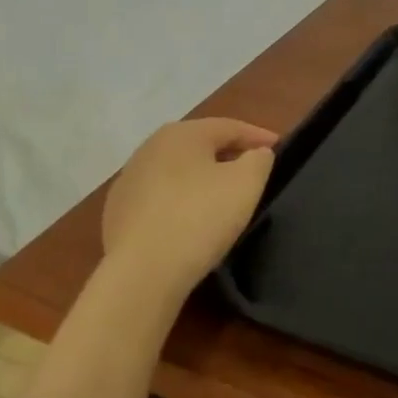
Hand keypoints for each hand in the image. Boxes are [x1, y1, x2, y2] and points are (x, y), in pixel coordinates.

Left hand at [101, 117, 278, 297]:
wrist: (141, 271)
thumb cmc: (199, 218)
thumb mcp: (245, 185)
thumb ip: (258, 160)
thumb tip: (256, 153)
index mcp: (182, 134)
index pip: (229, 127)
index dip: (258, 136)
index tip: (279, 148)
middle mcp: (150, 147)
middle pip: (199, 145)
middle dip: (228, 154)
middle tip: (252, 169)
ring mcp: (129, 179)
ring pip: (177, 171)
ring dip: (201, 178)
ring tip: (222, 196)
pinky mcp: (118, 210)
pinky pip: (160, 198)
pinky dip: (180, 201)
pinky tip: (189, 220)